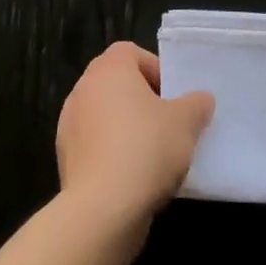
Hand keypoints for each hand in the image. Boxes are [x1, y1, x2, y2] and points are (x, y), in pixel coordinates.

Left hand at [56, 42, 213, 226]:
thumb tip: (200, 100)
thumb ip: (196, 104)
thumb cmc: (145, 149)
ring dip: (125, 128)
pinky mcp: (65, 160)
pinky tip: (132, 178)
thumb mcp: (186, 122)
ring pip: (104, 116)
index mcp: (109, 69)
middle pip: (116, 84)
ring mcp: (69, 125)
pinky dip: (110, 154)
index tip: (172, 97)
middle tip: (166, 123)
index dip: (155, 70)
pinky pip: (94, 146)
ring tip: (151, 155)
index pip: (131, 53)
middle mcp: (83, 89)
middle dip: (141, 100)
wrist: (101, 211)